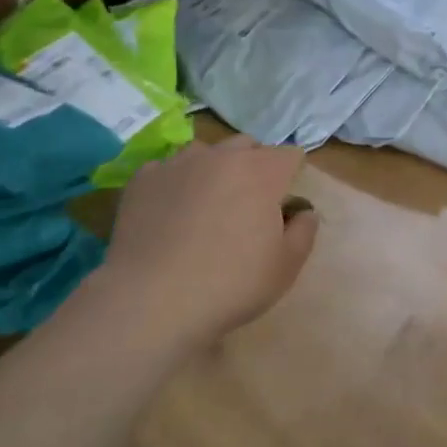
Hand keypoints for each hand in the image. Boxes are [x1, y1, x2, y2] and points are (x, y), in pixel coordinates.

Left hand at [100, 137, 319, 343]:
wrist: (152, 300)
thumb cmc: (231, 284)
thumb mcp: (286, 267)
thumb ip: (303, 231)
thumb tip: (304, 212)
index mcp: (262, 172)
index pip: (289, 156)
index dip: (292, 176)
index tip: (285, 204)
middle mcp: (221, 156)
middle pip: (247, 145)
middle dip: (254, 165)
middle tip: (249, 203)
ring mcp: (178, 164)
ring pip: (205, 152)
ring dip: (214, 169)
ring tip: (207, 205)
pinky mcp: (143, 179)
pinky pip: (167, 170)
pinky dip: (176, 184)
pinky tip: (170, 214)